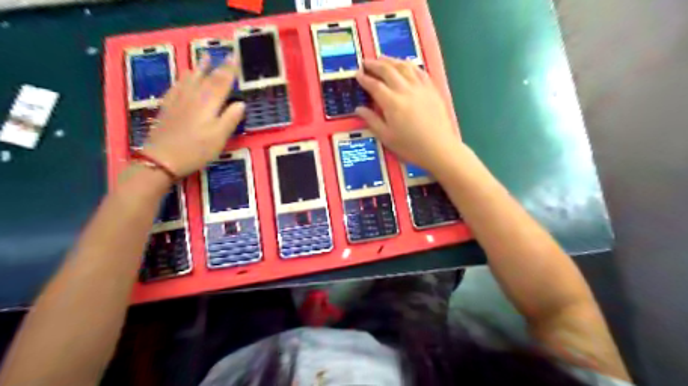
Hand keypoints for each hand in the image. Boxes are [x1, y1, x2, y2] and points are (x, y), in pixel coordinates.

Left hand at [141, 57, 244, 177]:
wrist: (162, 159)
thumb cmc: (196, 150)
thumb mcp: (219, 137)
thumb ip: (230, 118)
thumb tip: (241, 103)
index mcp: (208, 103)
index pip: (222, 82)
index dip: (230, 70)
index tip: (236, 57)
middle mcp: (193, 97)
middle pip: (207, 78)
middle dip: (218, 66)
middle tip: (226, 55)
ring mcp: (178, 101)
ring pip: (190, 79)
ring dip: (199, 68)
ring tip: (204, 58)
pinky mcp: (168, 107)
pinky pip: (176, 86)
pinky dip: (182, 78)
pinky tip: (183, 78)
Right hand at [355, 58, 460, 172]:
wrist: (439, 148)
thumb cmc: (410, 146)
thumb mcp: (387, 137)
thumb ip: (372, 120)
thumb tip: (359, 109)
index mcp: (392, 102)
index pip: (374, 85)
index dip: (364, 78)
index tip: (357, 74)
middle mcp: (405, 89)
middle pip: (388, 70)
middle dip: (375, 64)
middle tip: (366, 62)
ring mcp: (420, 87)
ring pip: (403, 66)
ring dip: (391, 60)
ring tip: (382, 59)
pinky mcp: (431, 88)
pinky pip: (419, 70)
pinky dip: (409, 65)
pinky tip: (405, 65)